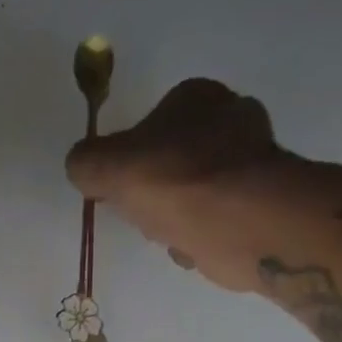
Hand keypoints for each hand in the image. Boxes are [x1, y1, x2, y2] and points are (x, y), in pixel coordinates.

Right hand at [65, 79, 279, 291]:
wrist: (239, 222)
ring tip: (169, 233)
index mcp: (195, 95)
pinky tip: (193, 246)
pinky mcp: (261, 202)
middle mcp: (230, 118)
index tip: (118, 190)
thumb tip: (80, 166)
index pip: (150, 124)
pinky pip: (215, 219)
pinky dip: (200, 235)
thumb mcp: (107, 167)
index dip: (128, 161)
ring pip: (193, 194)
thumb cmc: (173, 182)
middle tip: (144, 214)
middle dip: (156, 192)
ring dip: (176, 217)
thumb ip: (86, 162)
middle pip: (172, 162)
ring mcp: (251, 161)